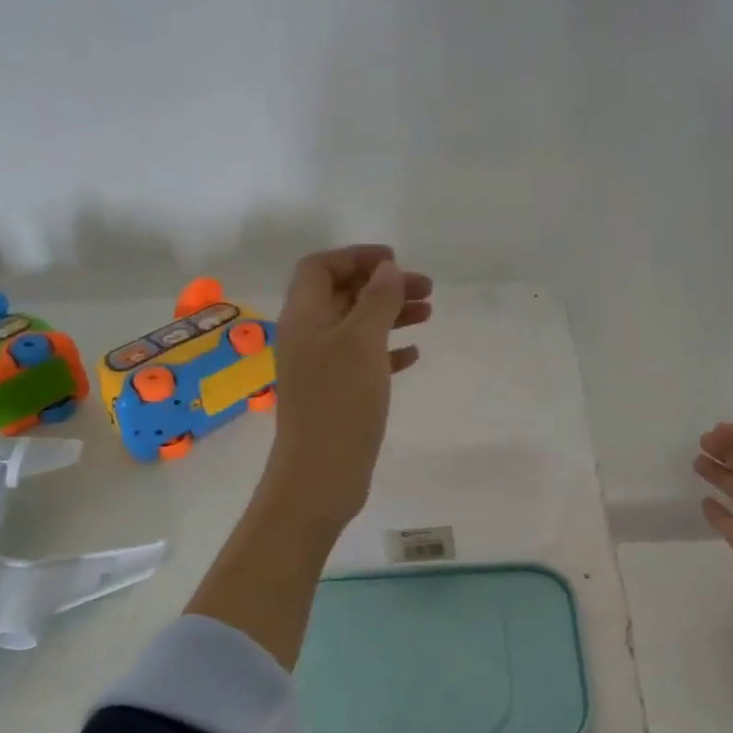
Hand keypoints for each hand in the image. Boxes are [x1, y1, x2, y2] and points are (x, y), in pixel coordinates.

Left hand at [264, 245, 432, 531]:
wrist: (321, 475)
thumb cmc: (340, 402)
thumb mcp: (362, 342)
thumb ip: (377, 301)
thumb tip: (388, 270)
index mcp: (304, 317)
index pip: (321, 268)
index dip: (356, 257)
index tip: (396, 262)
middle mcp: (308, 337)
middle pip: (343, 295)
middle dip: (382, 286)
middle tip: (426, 289)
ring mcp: (321, 368)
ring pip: (357, 327)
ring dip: (390, 315)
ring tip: (428, 314)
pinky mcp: (337, 395)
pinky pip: (363, 360)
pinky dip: (388, 350)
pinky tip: (413, 354)